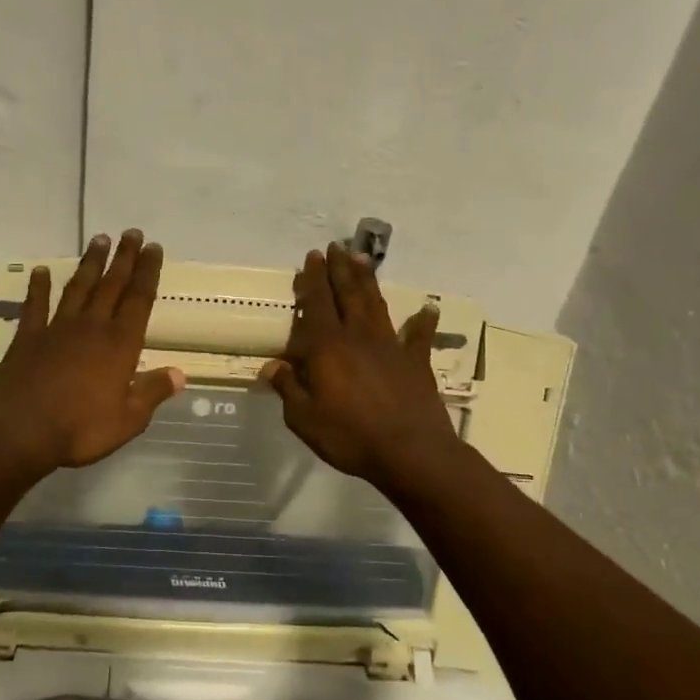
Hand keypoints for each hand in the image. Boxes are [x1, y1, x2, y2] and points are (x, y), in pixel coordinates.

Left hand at [0, 229, 184, 477]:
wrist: (19, 430)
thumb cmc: (80, 429)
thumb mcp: (128, 419)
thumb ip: (152, 392)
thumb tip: (180, 373)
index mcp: (120, 345)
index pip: (139, 300)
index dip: (148, 273)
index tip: (154, 248)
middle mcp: (91, 328)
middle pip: (112, 285)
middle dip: (124, 258)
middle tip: (132, 233)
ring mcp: (57, 329)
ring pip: (78, 288)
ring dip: (90, 264)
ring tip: (99, 240)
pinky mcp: (28, 338)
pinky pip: (36, 306)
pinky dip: (39, 287)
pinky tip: (42, 271)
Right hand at [261, 244, 458, 486]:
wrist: (410, 451)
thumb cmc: (349, 436)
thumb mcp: (304, 418)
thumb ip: (288, 388)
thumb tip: (272, 366)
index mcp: (327, 348)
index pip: (317, 304)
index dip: (313, 279)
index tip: (311, 257)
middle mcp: (358, 337)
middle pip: (348, 294)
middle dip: (339, 269)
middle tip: (334, 247)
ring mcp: (391, 347)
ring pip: (376, 305)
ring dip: (368, 281)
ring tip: (362, 259)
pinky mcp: (415, 362)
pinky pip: (418, 337)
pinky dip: (422, 322)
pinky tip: (427, 309)